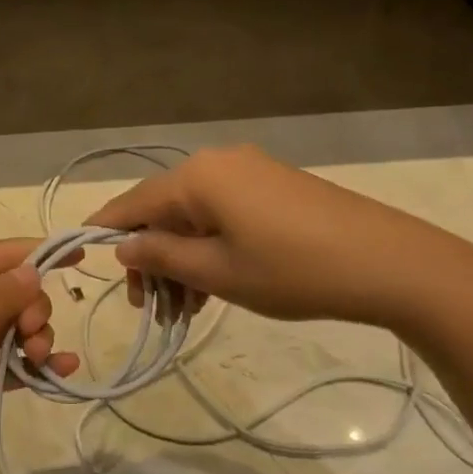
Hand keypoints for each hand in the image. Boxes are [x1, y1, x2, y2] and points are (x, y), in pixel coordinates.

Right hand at [87, 145, 472, 331]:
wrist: (390, 263)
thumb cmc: (293, 270)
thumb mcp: (218, 271)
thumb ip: (162, 256)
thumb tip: (123, 247)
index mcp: (197, 177)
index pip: (133, 202)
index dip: (106, 232)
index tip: (82, 260)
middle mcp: (218, 163)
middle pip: (164, 210)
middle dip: (151, 258)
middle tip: (151, 308)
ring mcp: (250, 171)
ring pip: (195, 216)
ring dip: (181, 259)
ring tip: (184, 310)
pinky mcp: (274, 186)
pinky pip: (223, 213)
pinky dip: (210, 247)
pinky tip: (213, 286)